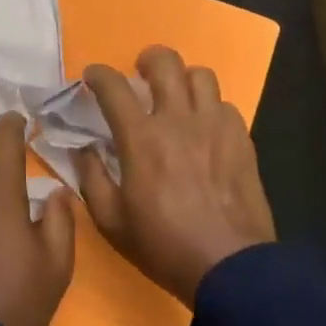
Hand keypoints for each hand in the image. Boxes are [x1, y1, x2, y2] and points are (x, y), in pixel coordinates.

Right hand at [77, 46, 274, 306]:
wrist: (230, 266)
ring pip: (201, 76)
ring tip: (177, 97)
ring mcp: (215, 126)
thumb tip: (84, 148)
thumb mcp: (111, 220)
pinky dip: (210, 107)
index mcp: (141, 138)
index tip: (92, 77)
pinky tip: (205, 128)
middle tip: (140, 75)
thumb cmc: (163, 245)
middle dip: (147, 59)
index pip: (113, 87)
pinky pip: (225, 105)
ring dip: (183, 79)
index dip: (98, 74)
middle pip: (165, 63)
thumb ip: (91, 177)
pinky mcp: (242, 139)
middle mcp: (178, 120)